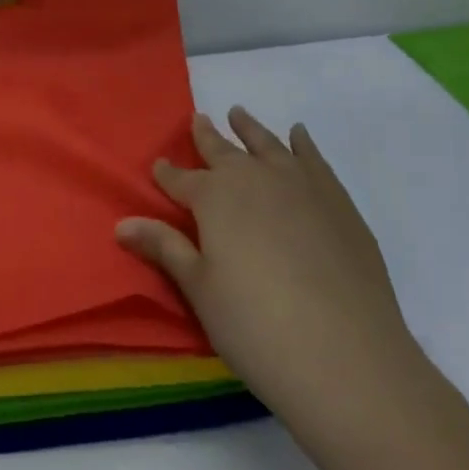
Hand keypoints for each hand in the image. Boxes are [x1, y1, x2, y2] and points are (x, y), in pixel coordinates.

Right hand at [116, 107, 421, 415]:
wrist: (346, 355)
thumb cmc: (256, 326)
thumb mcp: (200, 289)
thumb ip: (165, 248)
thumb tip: (122, 224)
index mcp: (215, 198)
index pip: (181, 180)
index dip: (167, 174)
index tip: (158, 165)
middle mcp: (255, 179)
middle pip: (224, 152)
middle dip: (207, 137)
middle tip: (198, 119)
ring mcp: (301, 186)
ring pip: (268, 145)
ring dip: (251, 130)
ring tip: (240, 114)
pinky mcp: (338, 203)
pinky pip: (314, 160)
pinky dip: (303, 144)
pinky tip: (299, 136)